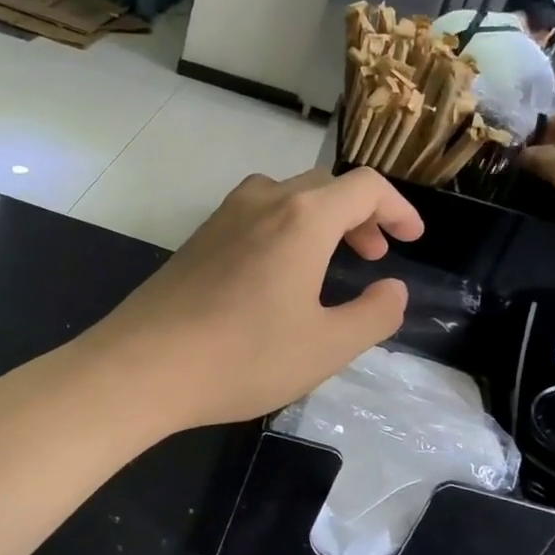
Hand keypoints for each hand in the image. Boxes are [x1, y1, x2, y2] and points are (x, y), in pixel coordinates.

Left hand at [89, 167, 423, 430]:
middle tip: (372, 256)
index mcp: (303, 218)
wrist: (143, 367)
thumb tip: (393, 289)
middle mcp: (263, 202)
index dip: (397, 208)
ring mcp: (223, 217)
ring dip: (319, 220)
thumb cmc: (244, 357)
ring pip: (286, 197)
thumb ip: (374, 315)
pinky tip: (276, 277)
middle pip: (325, 187)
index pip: (365, 187)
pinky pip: (254, 217)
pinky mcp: (197, 239)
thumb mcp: (327, 347)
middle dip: (359, 215)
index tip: (411, 239)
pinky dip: (283, 230)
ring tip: (327, 263)